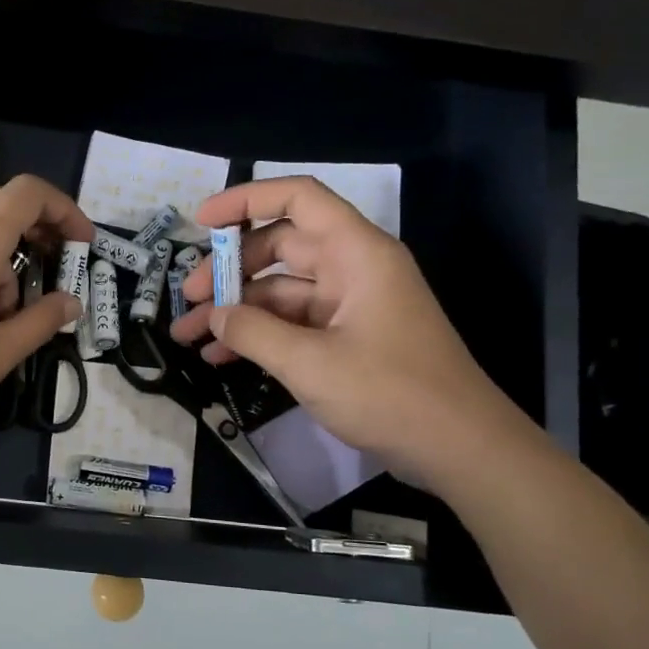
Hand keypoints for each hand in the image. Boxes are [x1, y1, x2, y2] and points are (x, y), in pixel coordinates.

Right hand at [170, 176, 528, 481]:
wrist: (460, 449)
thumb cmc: (390, 394)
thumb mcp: (310, 363)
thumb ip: (253, 332)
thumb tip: (213, 316)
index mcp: (356, 253)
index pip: (297, 199)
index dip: (245, 201)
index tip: (200, 222)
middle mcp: (352, 268)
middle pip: (279, 246)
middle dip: (229, 269)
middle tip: (187, 298)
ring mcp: (349, 305)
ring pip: (279, 290)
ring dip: (235, 310)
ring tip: (187, 336)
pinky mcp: (346, 339)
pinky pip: (292, 324)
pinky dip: (257, 336)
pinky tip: (220, 357)